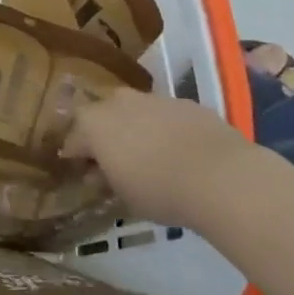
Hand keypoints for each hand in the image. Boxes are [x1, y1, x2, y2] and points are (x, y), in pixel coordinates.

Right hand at [64, 86, 263, 228]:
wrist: (221, 176)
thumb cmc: (159, 190)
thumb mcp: (123, 195)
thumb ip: (105, 179)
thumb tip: (97, 173)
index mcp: (93, 123)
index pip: (73, 139)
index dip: (75, 157)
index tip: (81, 172)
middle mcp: (118, 102)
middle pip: (102, 115)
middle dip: (104, 133)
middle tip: (113, 159)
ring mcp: (154, 99)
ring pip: (135, 111)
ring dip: (135, 127)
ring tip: (149, 154)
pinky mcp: (186, 103)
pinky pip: (166, 115)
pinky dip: (166, 128)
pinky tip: (179, 151)